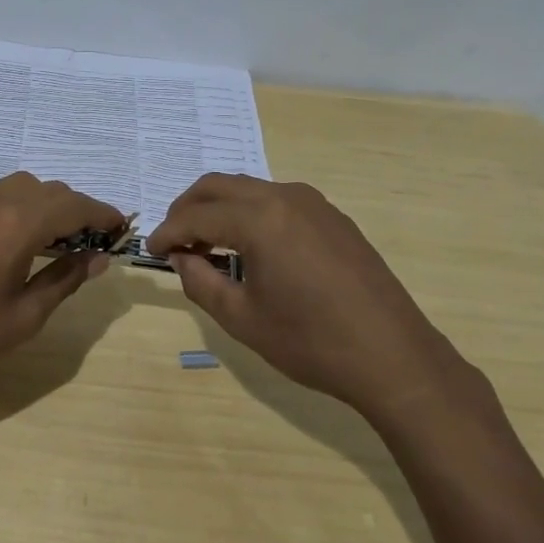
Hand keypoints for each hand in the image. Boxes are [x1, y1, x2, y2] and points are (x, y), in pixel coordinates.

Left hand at [0, 173, 122, 400]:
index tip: (123, 229)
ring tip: (61, 241)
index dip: (103, 215)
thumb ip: (66, 280)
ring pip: (24, 188)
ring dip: (49, 206)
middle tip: (95, 242)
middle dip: (78, 210)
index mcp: (19, 222)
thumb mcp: (24, 316)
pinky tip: (21, 240)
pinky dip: (22, 207)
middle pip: (51, 191)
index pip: (75, 205)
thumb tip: (98, 258)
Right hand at [147, 174, 455, 411]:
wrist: (393, 356)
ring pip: (248, 189)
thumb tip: (181, 258)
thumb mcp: (242, 319)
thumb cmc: (310, 342)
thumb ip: (201, 282)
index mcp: (259, 219)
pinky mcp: (332, 217)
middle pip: (219, 185)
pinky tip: (249, 247)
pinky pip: (276, 201)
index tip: (150, 251)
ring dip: (219, 208)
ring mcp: (313, 204)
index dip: (167, 232)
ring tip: (207, 245)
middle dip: (188, 208)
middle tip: (173, 240)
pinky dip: (249, 213)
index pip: (196, 216)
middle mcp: (284, 197)